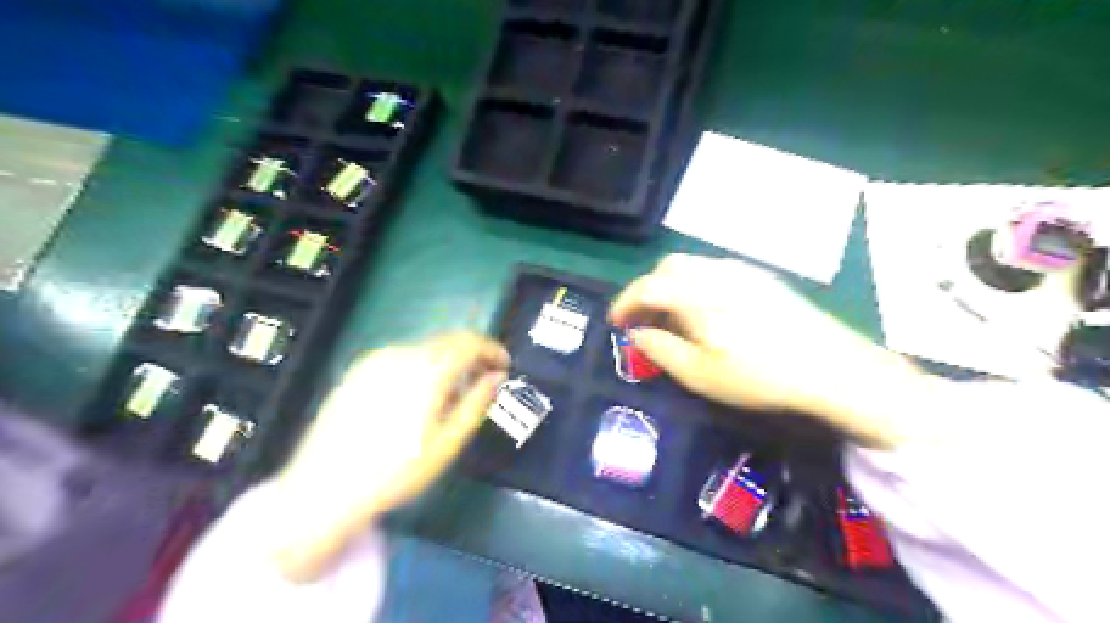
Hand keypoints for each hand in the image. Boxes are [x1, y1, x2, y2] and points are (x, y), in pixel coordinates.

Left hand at [268, 334, 510, 581]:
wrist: (324, 488)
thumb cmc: (395, 472)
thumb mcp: (446, 444)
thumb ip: (475, 404)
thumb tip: (496, 377)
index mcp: (427, 371)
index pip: (470, 343)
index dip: (492, 349)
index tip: (504, 365)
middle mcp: (402, 355)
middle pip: (448, 339)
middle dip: (472, 352)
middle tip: (484, 376)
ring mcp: (376, 360)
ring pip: (425, 346)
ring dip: (448, 358)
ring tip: (453, 389)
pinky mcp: (358, 370)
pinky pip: (402, 355)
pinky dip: (422, 363)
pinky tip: (419, 392)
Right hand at [606, 255, 919, 445]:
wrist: (834, 368)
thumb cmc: (761, 376)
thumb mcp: (701, 374)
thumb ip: (661, 350)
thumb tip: (638, 333)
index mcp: (698, 295)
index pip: (648, 286)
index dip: (625, 302)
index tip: (616, 322)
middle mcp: (717, 273)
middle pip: (668, 267)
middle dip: (647, 289)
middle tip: (643, 319)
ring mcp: (743, 271)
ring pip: (692, 265)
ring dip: (671, 285)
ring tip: (672, 317)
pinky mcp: (762, 277)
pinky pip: (715, 270)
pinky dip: (695, 283)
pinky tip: (706, 310)